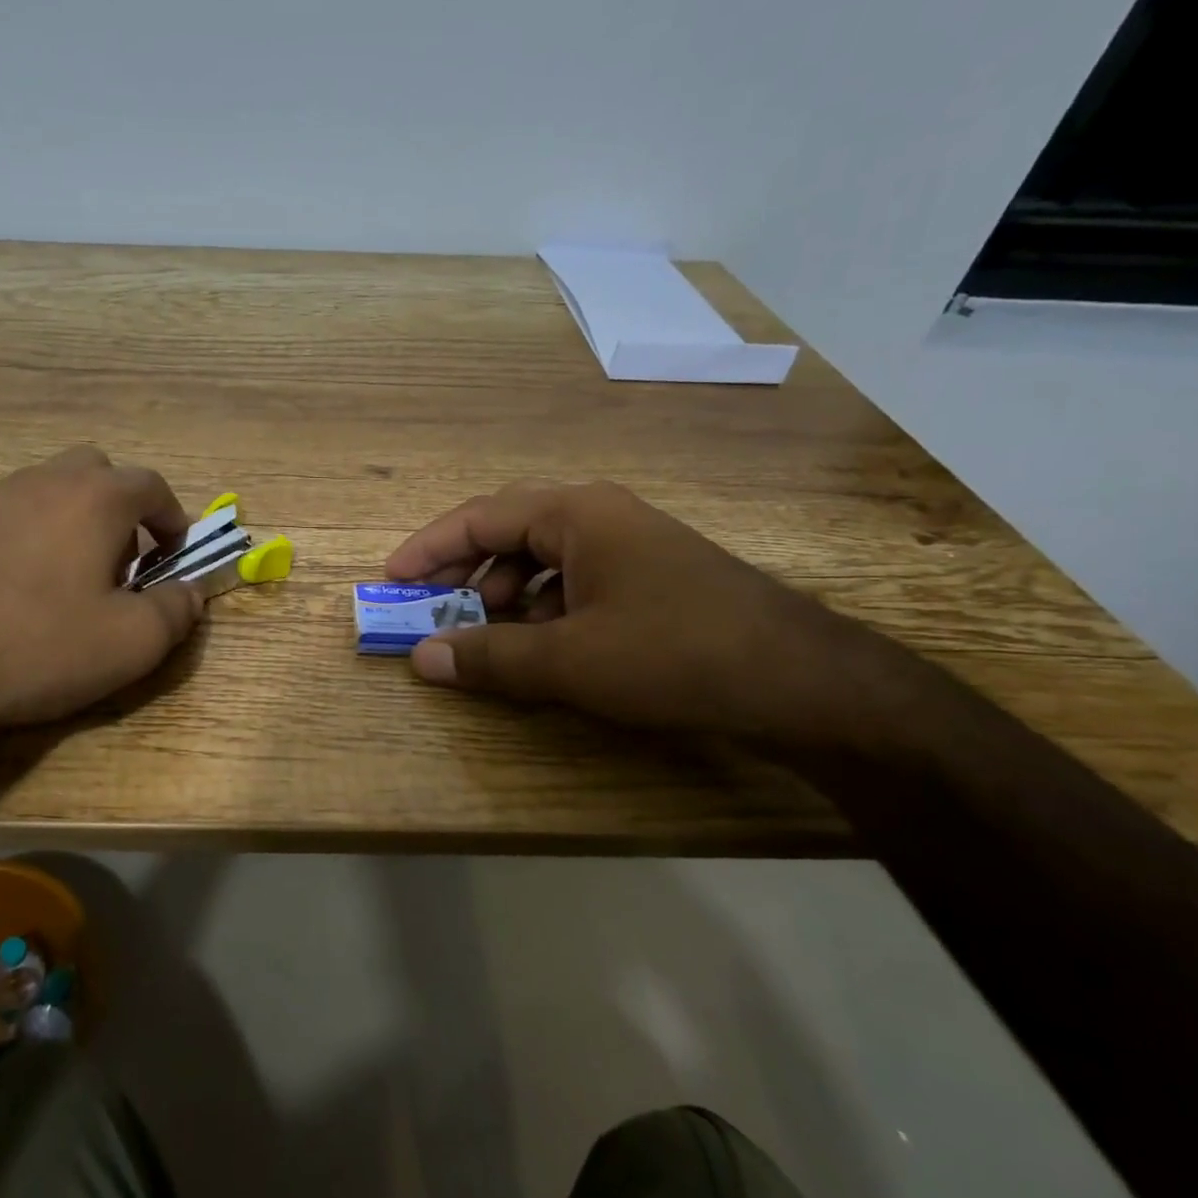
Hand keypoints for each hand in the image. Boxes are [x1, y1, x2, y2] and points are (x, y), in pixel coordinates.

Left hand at [0, 446, 204, 762]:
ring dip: (69, 521)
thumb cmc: (38, 646)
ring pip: (45, 490)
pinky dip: (22, 537)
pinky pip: (1, 516)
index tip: (175, 553)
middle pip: (96, 472)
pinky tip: (8, 589)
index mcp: (94, 498)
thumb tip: (192, 592)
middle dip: (119, 509)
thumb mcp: (131, 643)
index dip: (173, 517)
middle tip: (118, 563)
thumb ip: (177, 611)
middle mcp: (41, 481)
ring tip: (63, 580)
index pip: (151, 485)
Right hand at [385, 480, 890, 741]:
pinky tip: (543, 644)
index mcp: (574, 513)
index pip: (478, 517)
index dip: (428, 548)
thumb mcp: (569, 661)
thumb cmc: (674, 655)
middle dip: (464, 570)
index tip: (392, 580)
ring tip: (485, 634)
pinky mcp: (651, 578)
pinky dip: (543, 608)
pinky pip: (574, 580)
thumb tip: (421, 659)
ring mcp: (630, 545)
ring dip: (503, 593)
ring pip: (543, 558)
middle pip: (508, 531)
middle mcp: (599, 516)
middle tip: (431, 608)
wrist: (806, 684)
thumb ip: (489, 657)